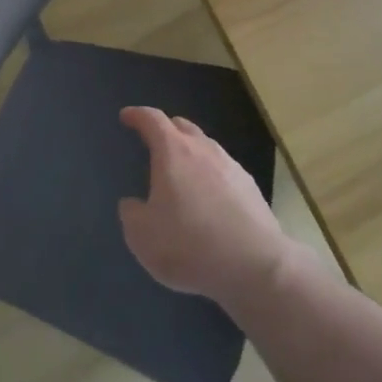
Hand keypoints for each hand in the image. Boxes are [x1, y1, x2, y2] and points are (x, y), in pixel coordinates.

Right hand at [117, 106, 295, 309]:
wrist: (255, 266)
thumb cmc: (189, 245)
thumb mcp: (142, 236)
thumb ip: (131, 214)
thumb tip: (133, 204)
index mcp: (173, 152)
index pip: (152, 120)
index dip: (137, 115)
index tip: (127, 116)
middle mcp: (203, 150)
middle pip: (182, 126)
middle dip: (166, 129)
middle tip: (154, 141)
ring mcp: (231, 166)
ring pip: (206, 147)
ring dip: (190, 152)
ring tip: (181, 172)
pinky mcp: (250, 187)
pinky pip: (223, 170)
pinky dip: (210, 175)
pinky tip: (209, 197)